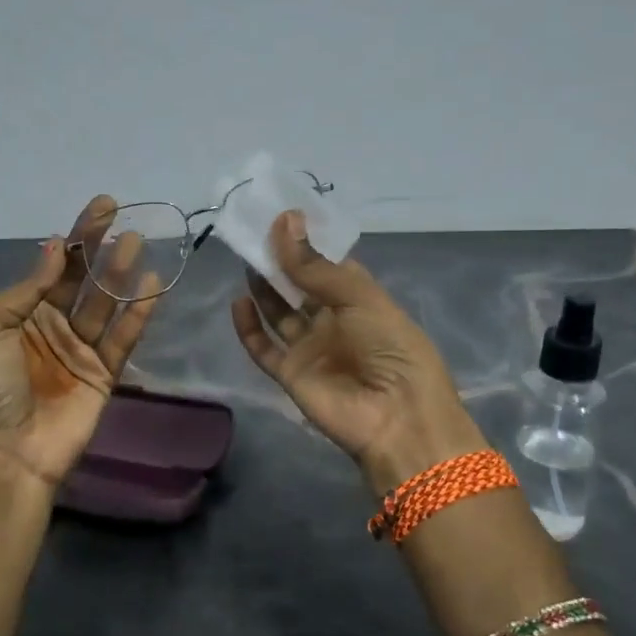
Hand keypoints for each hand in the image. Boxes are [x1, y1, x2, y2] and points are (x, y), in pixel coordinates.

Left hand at [0, 195, 160, 491]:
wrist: (7, 454)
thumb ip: (27, 289)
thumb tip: (57, 249)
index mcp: (21, 314)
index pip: (55, 267)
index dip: (77, 237)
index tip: (101, 208)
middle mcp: (53, 326)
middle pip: (83, 279)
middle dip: (100, 248)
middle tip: (122, 217)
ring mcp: (81, 350)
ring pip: (106, 303)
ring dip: (121, 273)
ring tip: (137, 242)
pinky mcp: (105, 374)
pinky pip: (124, 337)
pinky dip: (139, 312)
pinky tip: (153, 285)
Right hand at [230, 211, 487, 494]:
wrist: (397, 419)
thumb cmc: (391, 348)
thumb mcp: (360, 298)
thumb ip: (315, 266)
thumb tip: (284, 220)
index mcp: (361, 300)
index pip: (329, 265)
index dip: (307, 243)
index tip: (281, 216)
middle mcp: (335, 321)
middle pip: (300, 287)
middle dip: (280, 262)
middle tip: (254, 232)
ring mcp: (311, 348)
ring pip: (279, 313)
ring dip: (263, 288)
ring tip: (244, 257)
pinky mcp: (291, 373)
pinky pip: (263, 348)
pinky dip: (249, 327)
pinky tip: (238, 302)